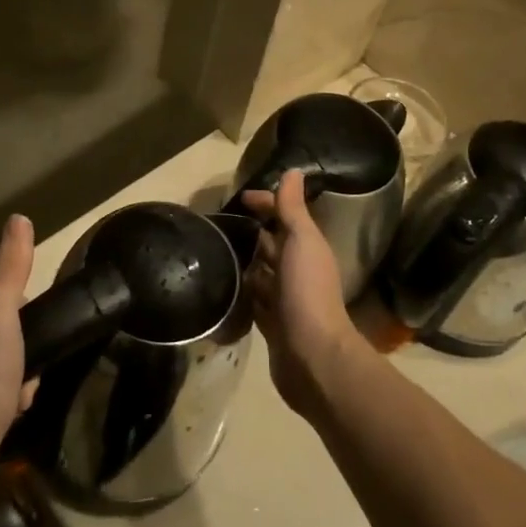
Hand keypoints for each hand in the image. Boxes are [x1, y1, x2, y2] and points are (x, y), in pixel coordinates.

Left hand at [0, 215, 36, 457]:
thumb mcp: (3, 314)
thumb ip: (12, 267)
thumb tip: (19, 218)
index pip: (2, 289)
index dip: (21, 310)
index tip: (25, 334)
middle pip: (4, 319)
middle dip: (21, 345)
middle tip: (23, 367)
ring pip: (2, 349)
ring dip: (18, 369)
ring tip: (18, 391)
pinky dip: (5, 388)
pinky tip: (9, 405)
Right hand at [237, 170, 368, 416]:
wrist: (312, 356)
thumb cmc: (307, 291)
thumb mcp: (301, 241)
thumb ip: (293, 209)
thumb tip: (293, 170)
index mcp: (307, 247)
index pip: (284, 216)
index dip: (265, 204)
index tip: (238, 198)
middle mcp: (296, 270)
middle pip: (271, 244)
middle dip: (251, 232)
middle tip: (218, 222)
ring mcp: (283, 298)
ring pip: (260, 272)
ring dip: (244, 261)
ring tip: (213, 249)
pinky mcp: (271, 323)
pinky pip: (252, 300)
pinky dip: (241, 291)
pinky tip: (221, 285)